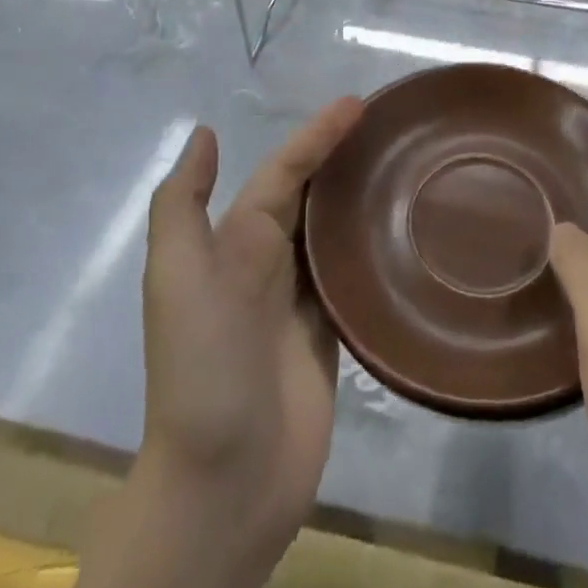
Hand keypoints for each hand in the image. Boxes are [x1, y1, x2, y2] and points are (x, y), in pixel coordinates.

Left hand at [71, 98, 363, 587]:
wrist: (225, 483)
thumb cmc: (202, 368)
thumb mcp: (176, 278)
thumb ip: (183, 206)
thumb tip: (205, 132)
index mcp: (236, 242)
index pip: (285, 171)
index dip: (319, 135)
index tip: (362, 103)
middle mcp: (270, 261)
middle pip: (314, 194)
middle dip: (346, 156)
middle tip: (397, 126)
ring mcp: (303, 300)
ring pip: (338, 230)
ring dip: (365, 196)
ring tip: (411, 164)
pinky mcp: (334, 334)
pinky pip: (356, 276)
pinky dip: (377, 246)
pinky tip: (410, 227)